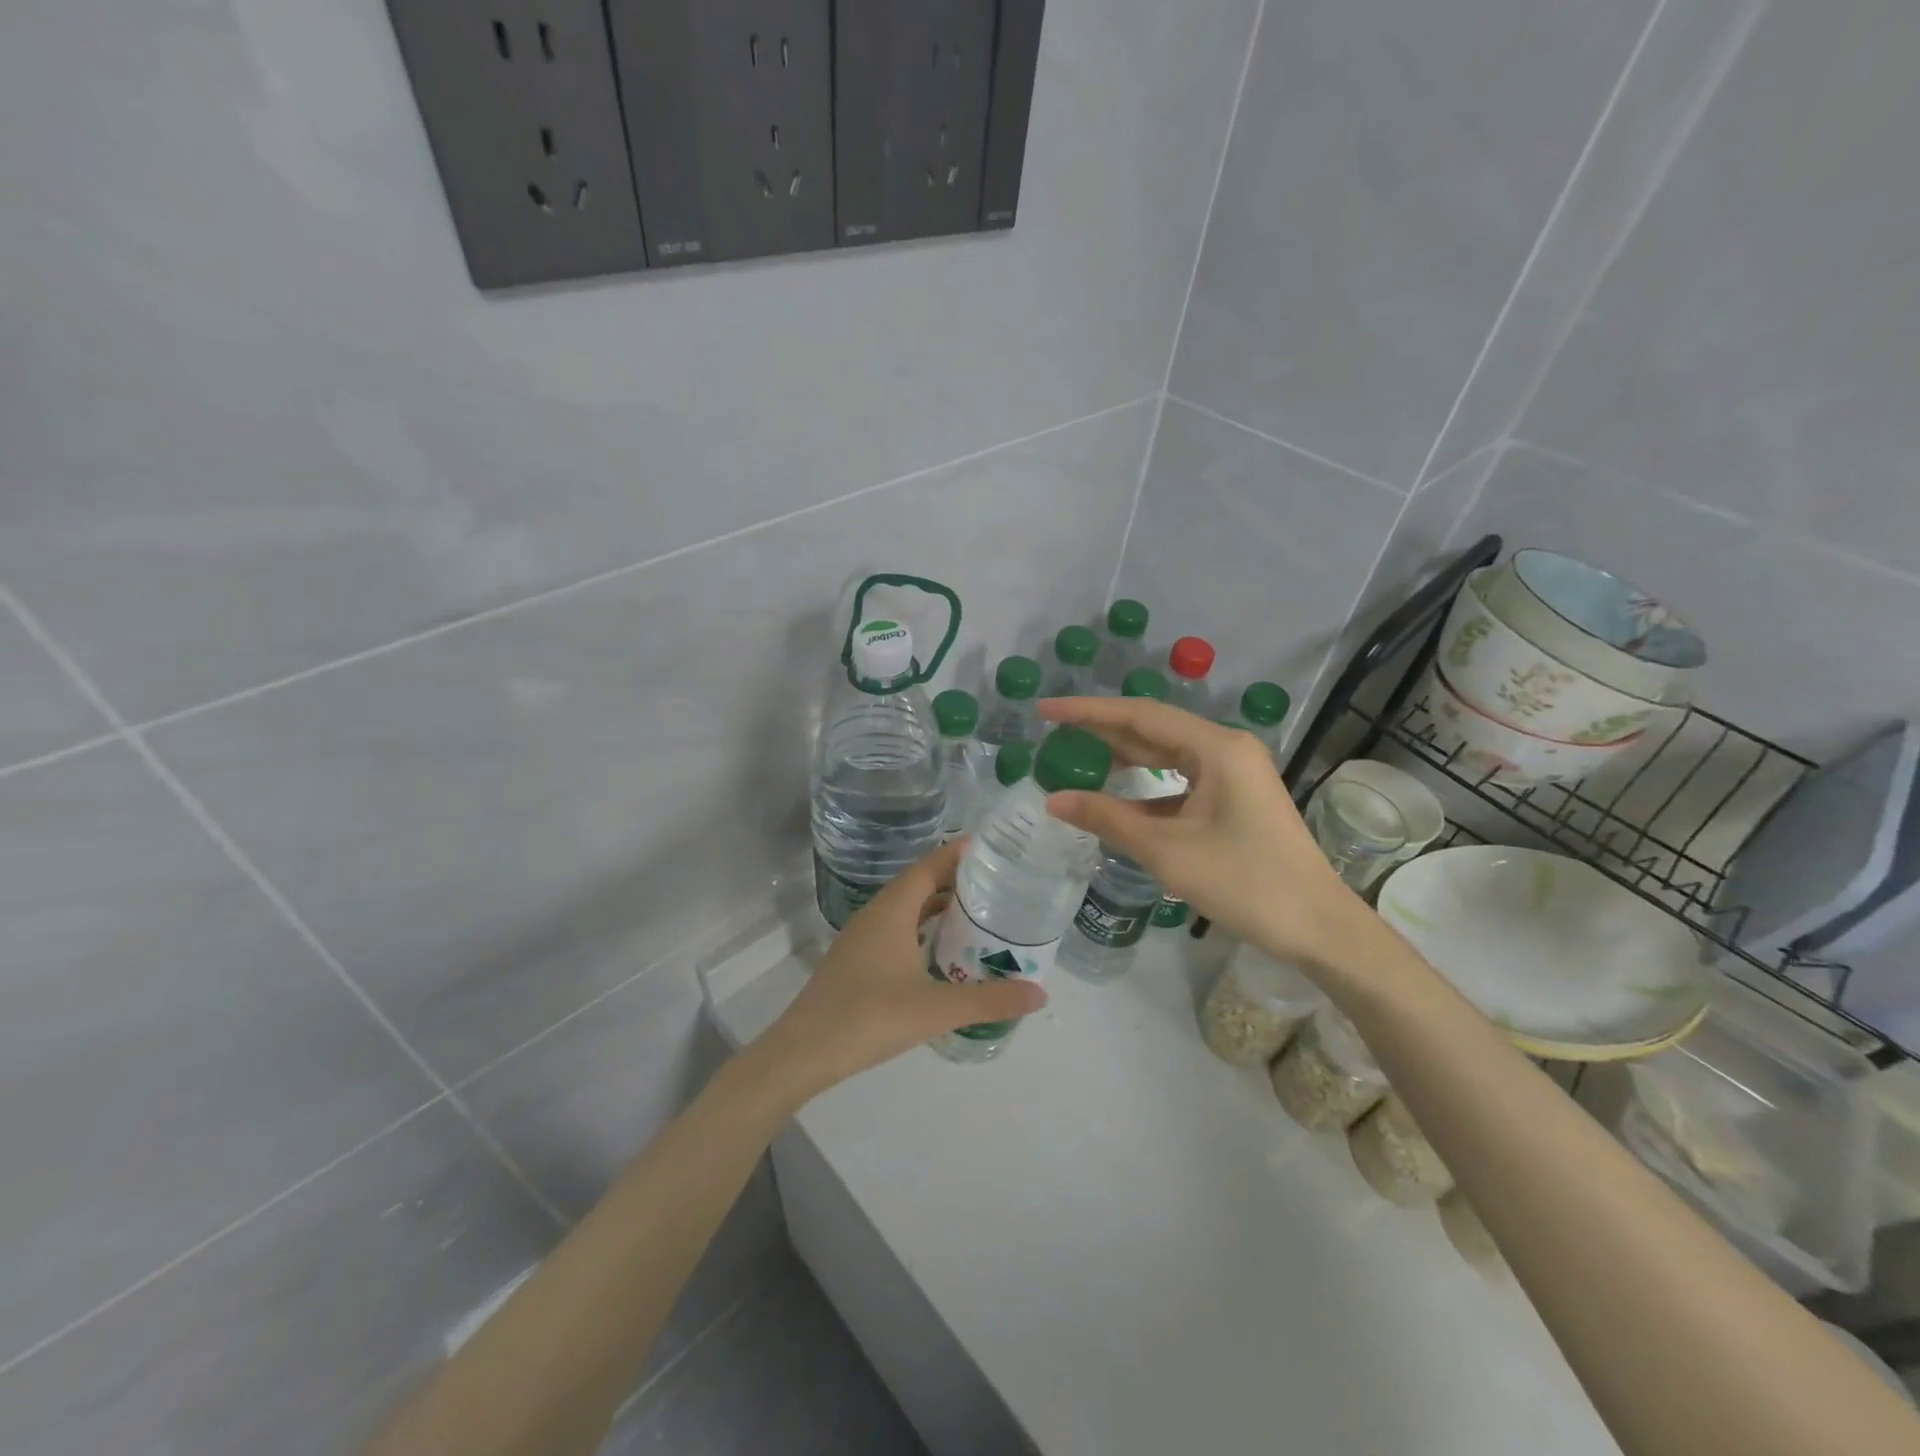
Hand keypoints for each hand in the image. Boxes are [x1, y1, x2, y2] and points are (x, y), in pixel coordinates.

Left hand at [753, 840, 1045, 1100]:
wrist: (802, 1052)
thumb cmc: (868, 1017)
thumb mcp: (935, 1008)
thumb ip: (989, 999)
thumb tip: (1040, 993)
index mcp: (892, 910)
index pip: (930, 866)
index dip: (959, 853)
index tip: (994, 848)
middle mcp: (876, 914)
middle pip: (920, 884)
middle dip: (957, 880)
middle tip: (999, 884)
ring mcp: (863, 938)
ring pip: (907, 909)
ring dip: (939, 907)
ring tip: (979, 915)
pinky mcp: (857, 961)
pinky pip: (897, 930)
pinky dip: (923, 930)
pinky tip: (942, 953)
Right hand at [1038, 696, 1376, 971]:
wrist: (1317, 927)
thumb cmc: (1245, 882)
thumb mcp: (1167, 851)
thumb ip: (1108, 818)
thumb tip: (1054, 800)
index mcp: (1217, 748)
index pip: (1139, 716)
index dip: (1087, 711)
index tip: (1045, 710)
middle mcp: (1226, 749)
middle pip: (1152, 729)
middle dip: (1101, 729)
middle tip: (1052, 731)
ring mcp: (1233, 774)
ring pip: (1166, 755)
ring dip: (1123, 756)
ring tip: (1075, 756)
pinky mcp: (1234, 798)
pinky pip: (1180, 781)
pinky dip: (1146, 787)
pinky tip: (1115, 797)